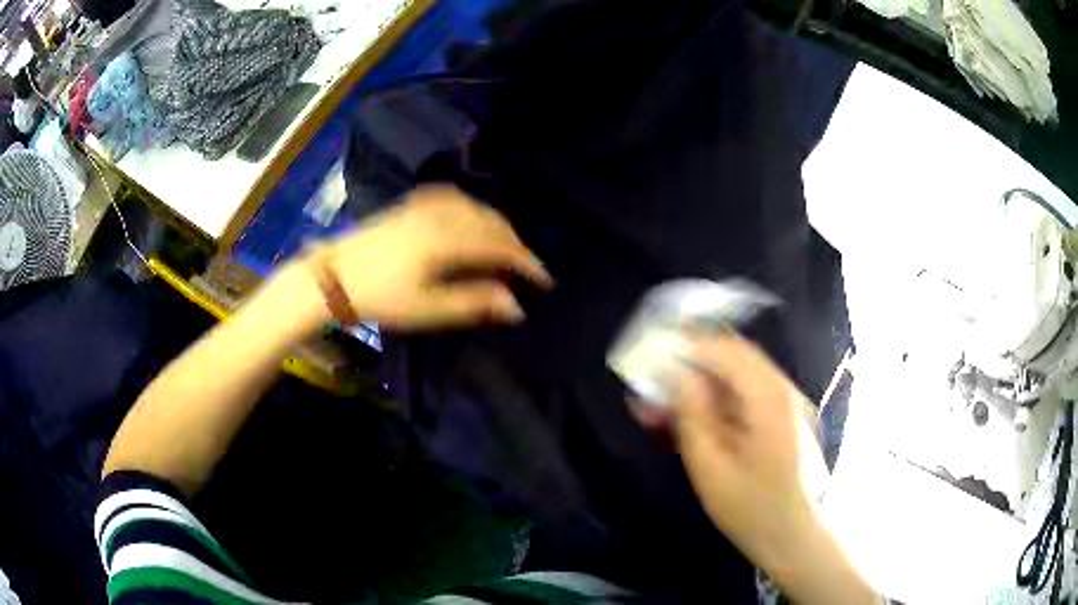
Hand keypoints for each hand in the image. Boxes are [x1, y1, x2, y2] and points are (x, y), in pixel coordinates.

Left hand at [310, 185, 551, 330]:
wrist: (333, 277)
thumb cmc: (380, 297)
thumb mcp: (428, 308)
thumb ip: (474, 302)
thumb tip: (516, 306)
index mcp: (447, 240)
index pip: (500, 246)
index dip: (526, 262)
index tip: (544, 280)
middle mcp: (441, 215)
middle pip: (491, 222)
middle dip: (514, 243)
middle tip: (526, 268)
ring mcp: (424, 205)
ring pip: (474, 207)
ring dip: (495, 224)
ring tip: (505, 246)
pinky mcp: (410, 204)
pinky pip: (453, 198)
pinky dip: (472, 208)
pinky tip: (471, 217)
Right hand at [641, 334, 878, 604]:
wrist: (794, 536)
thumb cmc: (750, 507)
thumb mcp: (710, 466)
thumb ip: (693, 414)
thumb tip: (676, 374)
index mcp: (768, 397)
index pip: (725, 350)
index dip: (688, 346)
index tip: (654, 354)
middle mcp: (783, 390)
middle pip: (734, 357)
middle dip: (693, 365)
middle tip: (657, 382)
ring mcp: (788, 404)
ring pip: (739, 377)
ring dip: (703, 385)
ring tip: (667, 408)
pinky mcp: (785, 420)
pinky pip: (748, 397)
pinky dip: (719, 402)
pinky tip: (696, 424)